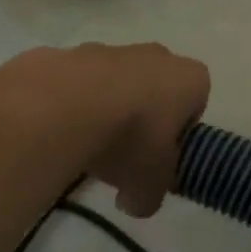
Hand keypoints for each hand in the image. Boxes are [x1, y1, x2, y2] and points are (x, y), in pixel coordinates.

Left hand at [0, 43, 209, 217]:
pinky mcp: (68, 53)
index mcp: (190, 79)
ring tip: (83, 146)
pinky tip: (54, 131)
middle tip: (123, 153)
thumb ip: (149, 196)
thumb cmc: (129, 139)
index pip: (196, 103)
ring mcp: (109, 49)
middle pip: (155, 88)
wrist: (62, 107)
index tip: (159, 157)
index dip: (179, 133)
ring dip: (104, 108)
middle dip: (142, 117)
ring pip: (113, 82)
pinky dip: (67, 103)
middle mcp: (155, 55)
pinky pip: (74, 82)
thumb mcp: (148, 185)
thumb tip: (136, 202)